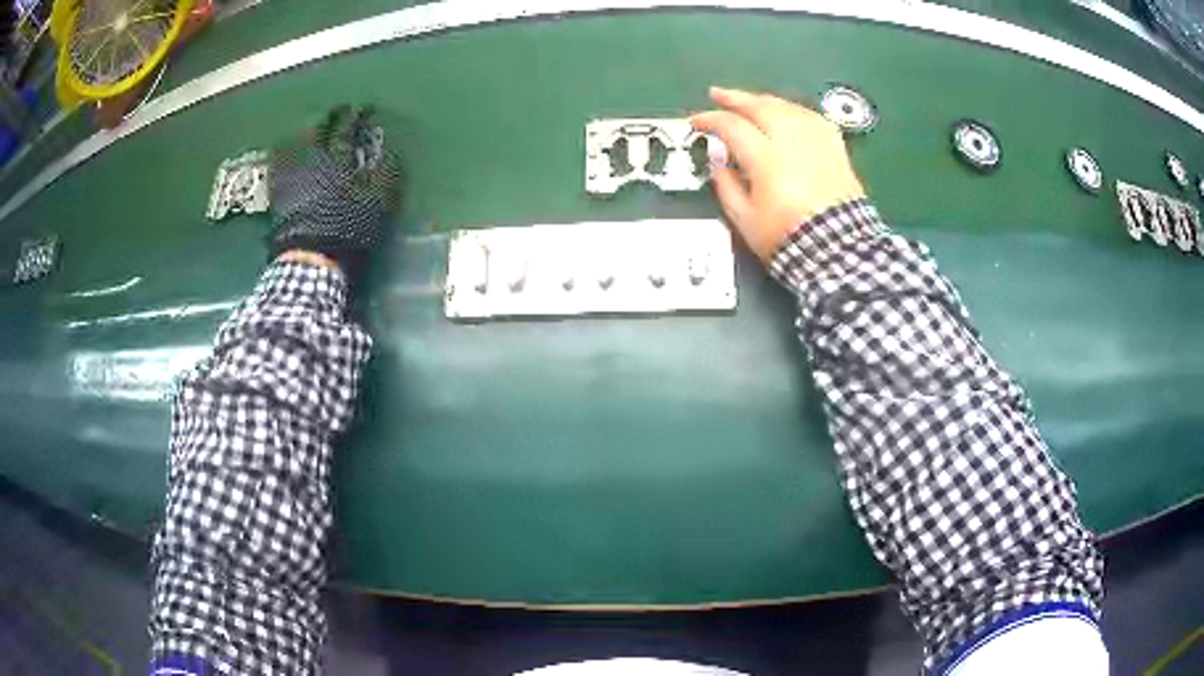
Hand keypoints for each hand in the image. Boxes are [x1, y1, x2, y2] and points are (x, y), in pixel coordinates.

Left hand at [269, 105, 403, 278]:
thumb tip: (389, 150)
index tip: (366, 109)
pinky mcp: (277, 192)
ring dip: (306, 131)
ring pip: (296, 141)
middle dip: (329, 116)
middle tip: (338, 112)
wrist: (309, 258)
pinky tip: (290, 154)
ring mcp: (290, 174)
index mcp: (337, 155)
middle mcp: (310, 157)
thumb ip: (385, 171)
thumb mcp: (378, 200)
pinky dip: (288, 153)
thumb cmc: (347, 227)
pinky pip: (281, 162)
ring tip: (313, 128)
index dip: (358, 115)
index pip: (348, 125)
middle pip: (317, 126)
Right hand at [691, 87, 865, 261]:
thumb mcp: (745, 221)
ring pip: (787, 107)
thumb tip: (719, 166)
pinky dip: (795, 111)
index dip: (710, 120)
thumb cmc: (787, 238)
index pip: (731, 126)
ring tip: (751, 102)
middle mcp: (791, 140)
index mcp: (765, 158)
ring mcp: (815, 142)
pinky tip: (788, 113)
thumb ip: (727, 189)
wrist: (837, 251)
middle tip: (718, 94)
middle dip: (735, 98)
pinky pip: (812, 118)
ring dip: (765, 101)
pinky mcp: (835, 149)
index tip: (696, 123)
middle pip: (760, 107)